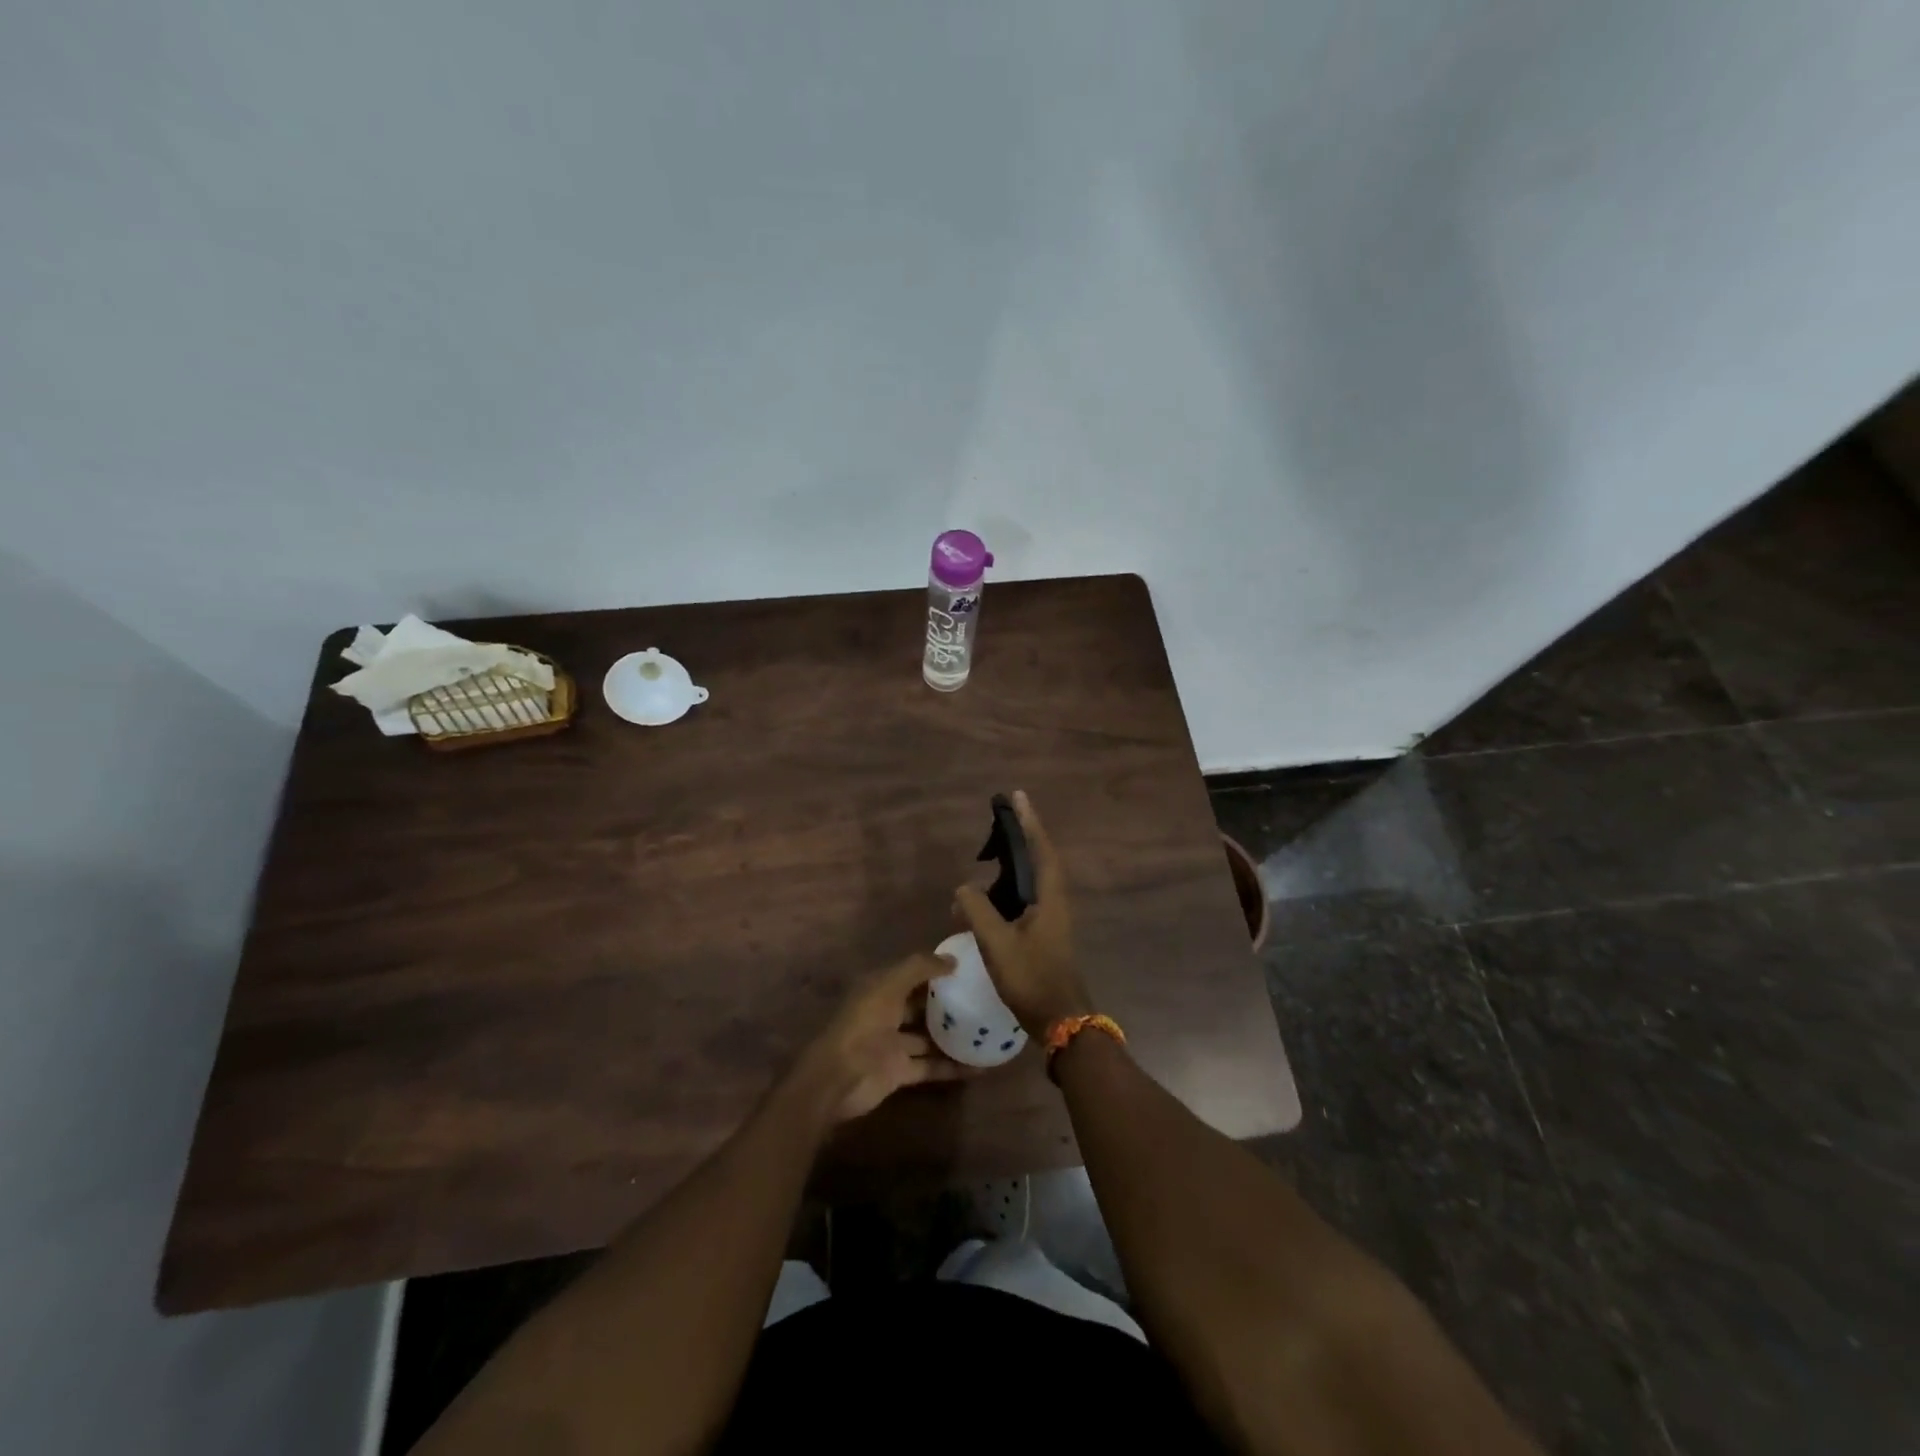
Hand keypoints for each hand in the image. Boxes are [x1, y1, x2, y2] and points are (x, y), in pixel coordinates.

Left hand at [791, 953, 972, 1123]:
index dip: (936, 969)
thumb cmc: (863, 1023)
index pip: (912, 973)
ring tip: (988, 1031)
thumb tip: (952, 958)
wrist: (839, 1078)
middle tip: (983, 998)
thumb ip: (919, 968)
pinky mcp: (901, 1072)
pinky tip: (981, 1066)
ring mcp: (893, 1044)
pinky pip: (932, 1066)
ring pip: (929, 1036)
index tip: (968, 967)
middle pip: (922, 1005)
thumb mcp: (889, 985)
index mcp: (880, 988)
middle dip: (948, 1002)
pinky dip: (953, 1067)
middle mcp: (887, 1013)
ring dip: (954, 1035)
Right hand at [954, 791, 1092, 1034]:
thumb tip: (963, 888)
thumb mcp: (997, 943)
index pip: (1041, 848)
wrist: (1062, 1020)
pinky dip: (1008, 890)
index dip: (1029, 822)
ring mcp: (1052, 918)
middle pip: (1039, 859)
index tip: (1017, 797)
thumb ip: (977, 910)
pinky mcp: (1045, 933)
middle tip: (997, 824)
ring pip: (1032, 881)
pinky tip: (986, 901)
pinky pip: (1026, 898)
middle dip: (1020, 838)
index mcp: (1050, 897)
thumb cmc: (1031, 978)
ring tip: (986, 859)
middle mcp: (1055, 901)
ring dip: (1012, 866)